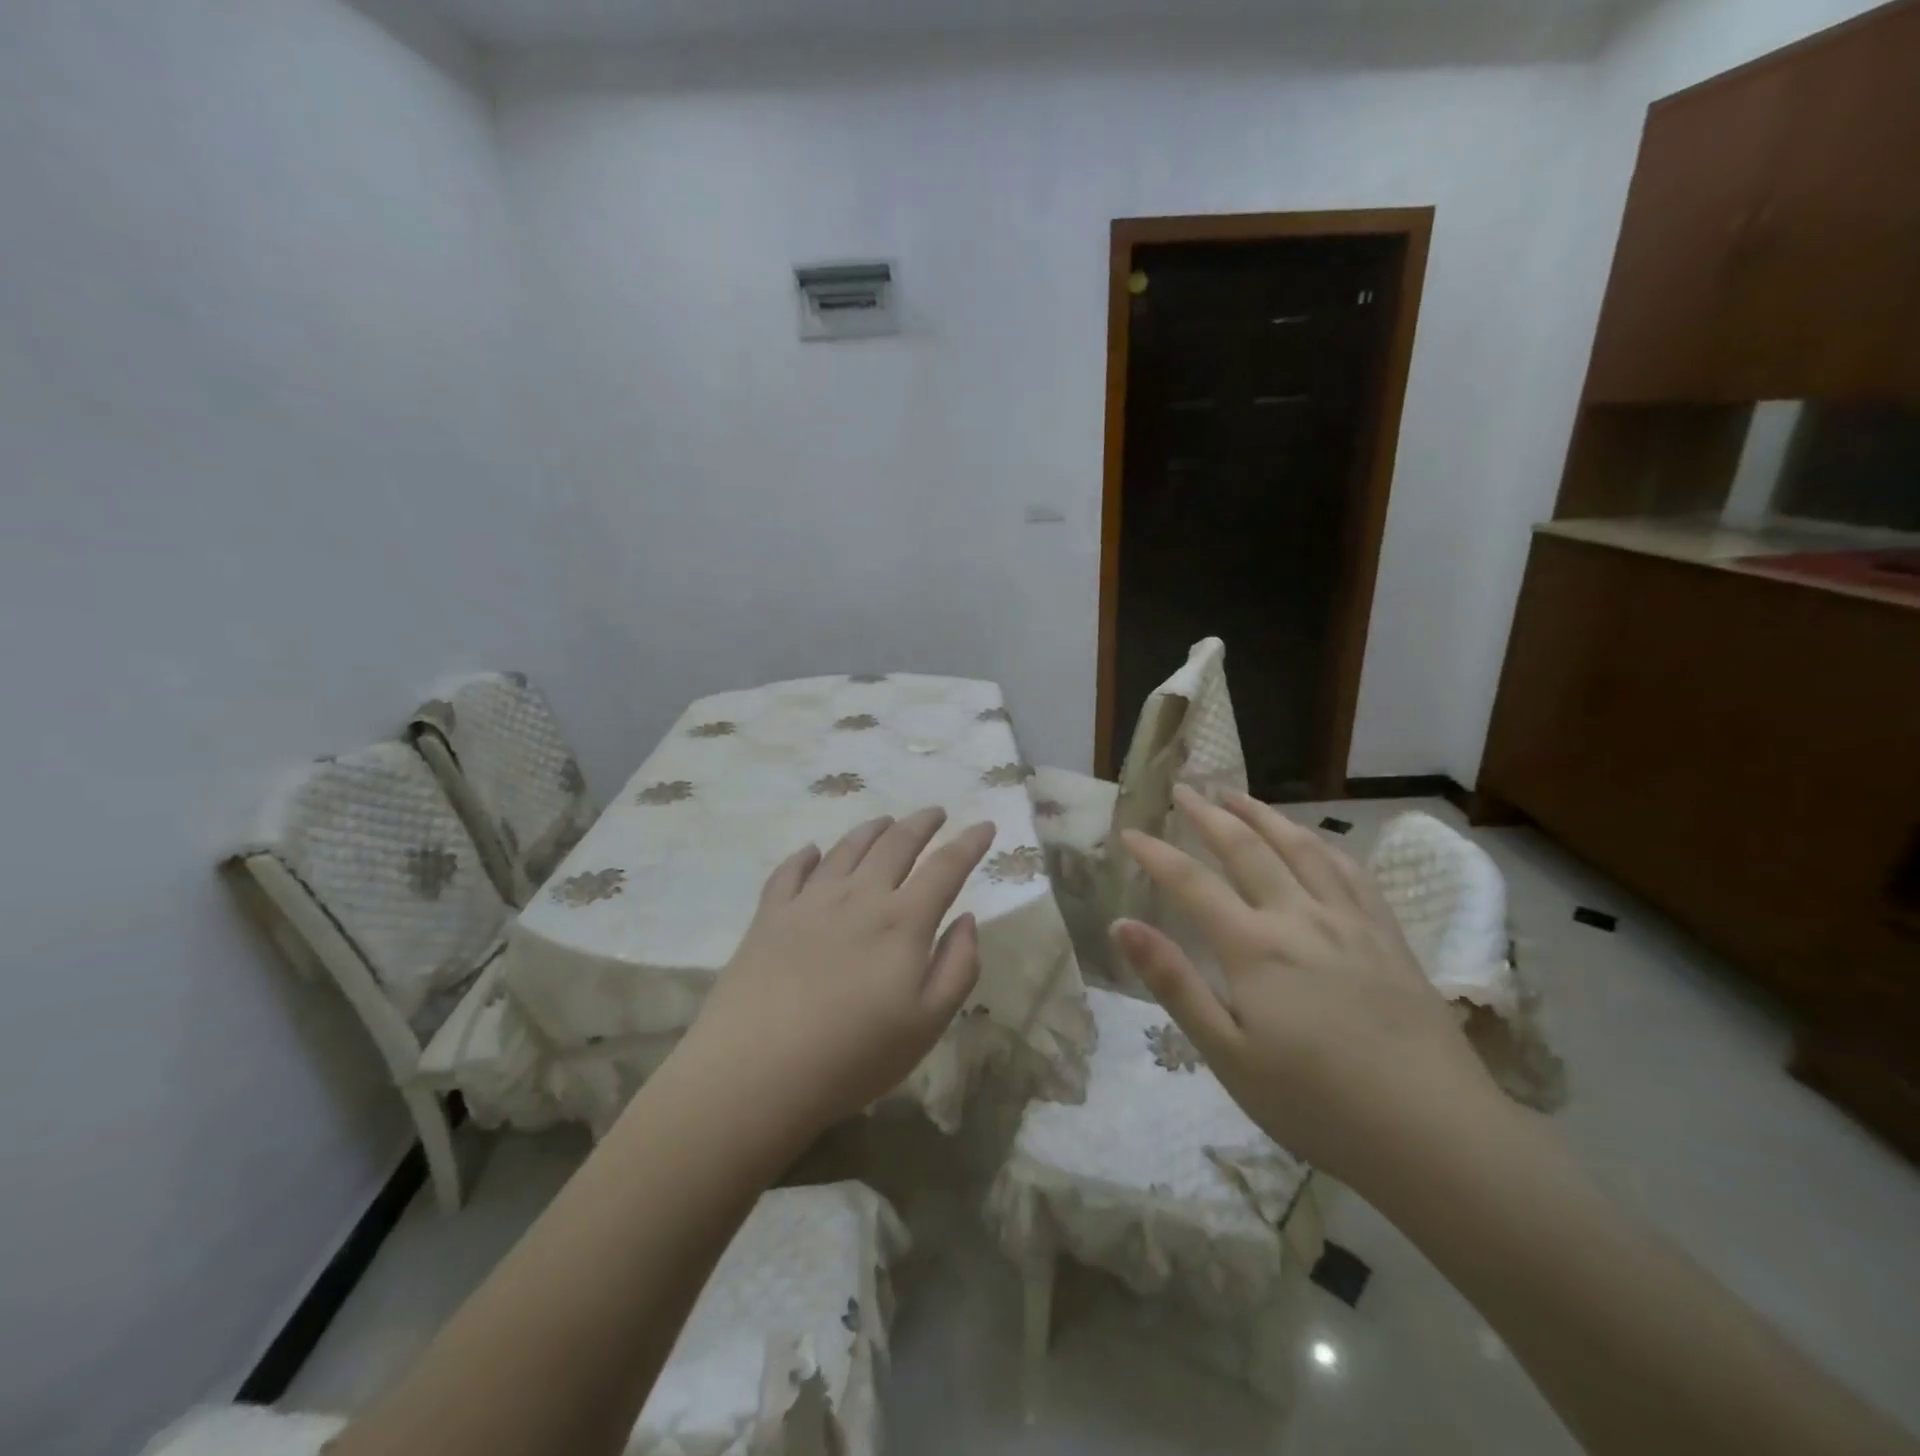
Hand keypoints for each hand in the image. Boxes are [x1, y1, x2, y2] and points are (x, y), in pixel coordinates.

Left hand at [677, 808, 994, 1139]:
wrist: (757, 1071)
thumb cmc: (854, 1055)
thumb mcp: (928, 1023)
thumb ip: (958, 967)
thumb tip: (968, 920)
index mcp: (903, 921)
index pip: (945, 867)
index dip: (969, 843)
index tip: (985, 825)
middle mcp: (859, 896)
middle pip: (896, 844)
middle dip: (922, 823)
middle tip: (936, 813)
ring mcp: (810, 901)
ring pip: (847, 848)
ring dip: (872, 830)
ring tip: (885, 821)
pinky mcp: (770, 914)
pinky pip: (791, 871)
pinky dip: (806, 855)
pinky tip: (812, 852)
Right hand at [1114, 786, 1504, 1186]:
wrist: (1436, 1135)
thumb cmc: (1316, 1104)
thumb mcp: (1227, 1054)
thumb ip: (1174, 983)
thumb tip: (1122, 925)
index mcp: (1254, 947)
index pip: (1191, 883)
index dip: (1155, 854)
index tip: (1128, 831)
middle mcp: (1299, 917)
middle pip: (1246, 848)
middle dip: (1208, 814)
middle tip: (1184, 790)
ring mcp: (1349, 921)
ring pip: (1301, 847)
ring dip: (1263, 815)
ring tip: (1237, 797)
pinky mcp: (1388, 935)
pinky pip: (1351, 870)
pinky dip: (1322, 843)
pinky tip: (1314, 840)